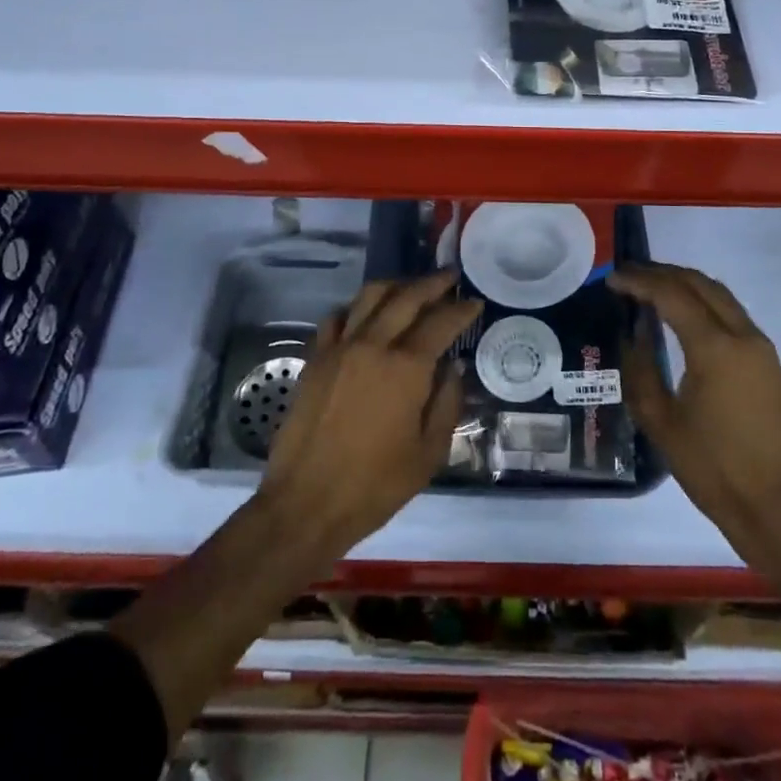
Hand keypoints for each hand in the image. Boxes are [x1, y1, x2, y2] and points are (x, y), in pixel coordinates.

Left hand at [259, 268, 476, 560]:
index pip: (441, 322)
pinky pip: (338, 317)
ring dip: (395, 286)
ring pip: (369, 296)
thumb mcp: (428, 454)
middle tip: (449, 277)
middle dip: (432, 283)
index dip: (461, 310)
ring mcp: (340, 348)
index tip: (474, 302)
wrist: (306, 503)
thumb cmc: (375, 486)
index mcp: (406, 368)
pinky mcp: (316, 358)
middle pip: (406, 297)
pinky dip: (357, 307)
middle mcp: (373, 345)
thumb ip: (446, 404)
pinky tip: (366, 314)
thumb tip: (452, 368)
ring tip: (411, 288)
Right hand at [613, 263, 780, 559]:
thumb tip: (632, 333)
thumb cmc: (711, 468)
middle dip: (661, 273)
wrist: (774, 508)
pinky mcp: (768, 362)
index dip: (639, 281)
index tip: (611, 279)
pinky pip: (732, 313)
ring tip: (650, 288)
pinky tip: (681, 315)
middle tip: (628, 276)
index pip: (671, 294)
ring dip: (684, 283)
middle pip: (699, 283)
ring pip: (719, 294)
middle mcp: (743, 336)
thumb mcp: (660, 420)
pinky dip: (703, 301)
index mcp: (714, 348)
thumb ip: (640, 368)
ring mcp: (761, 348)